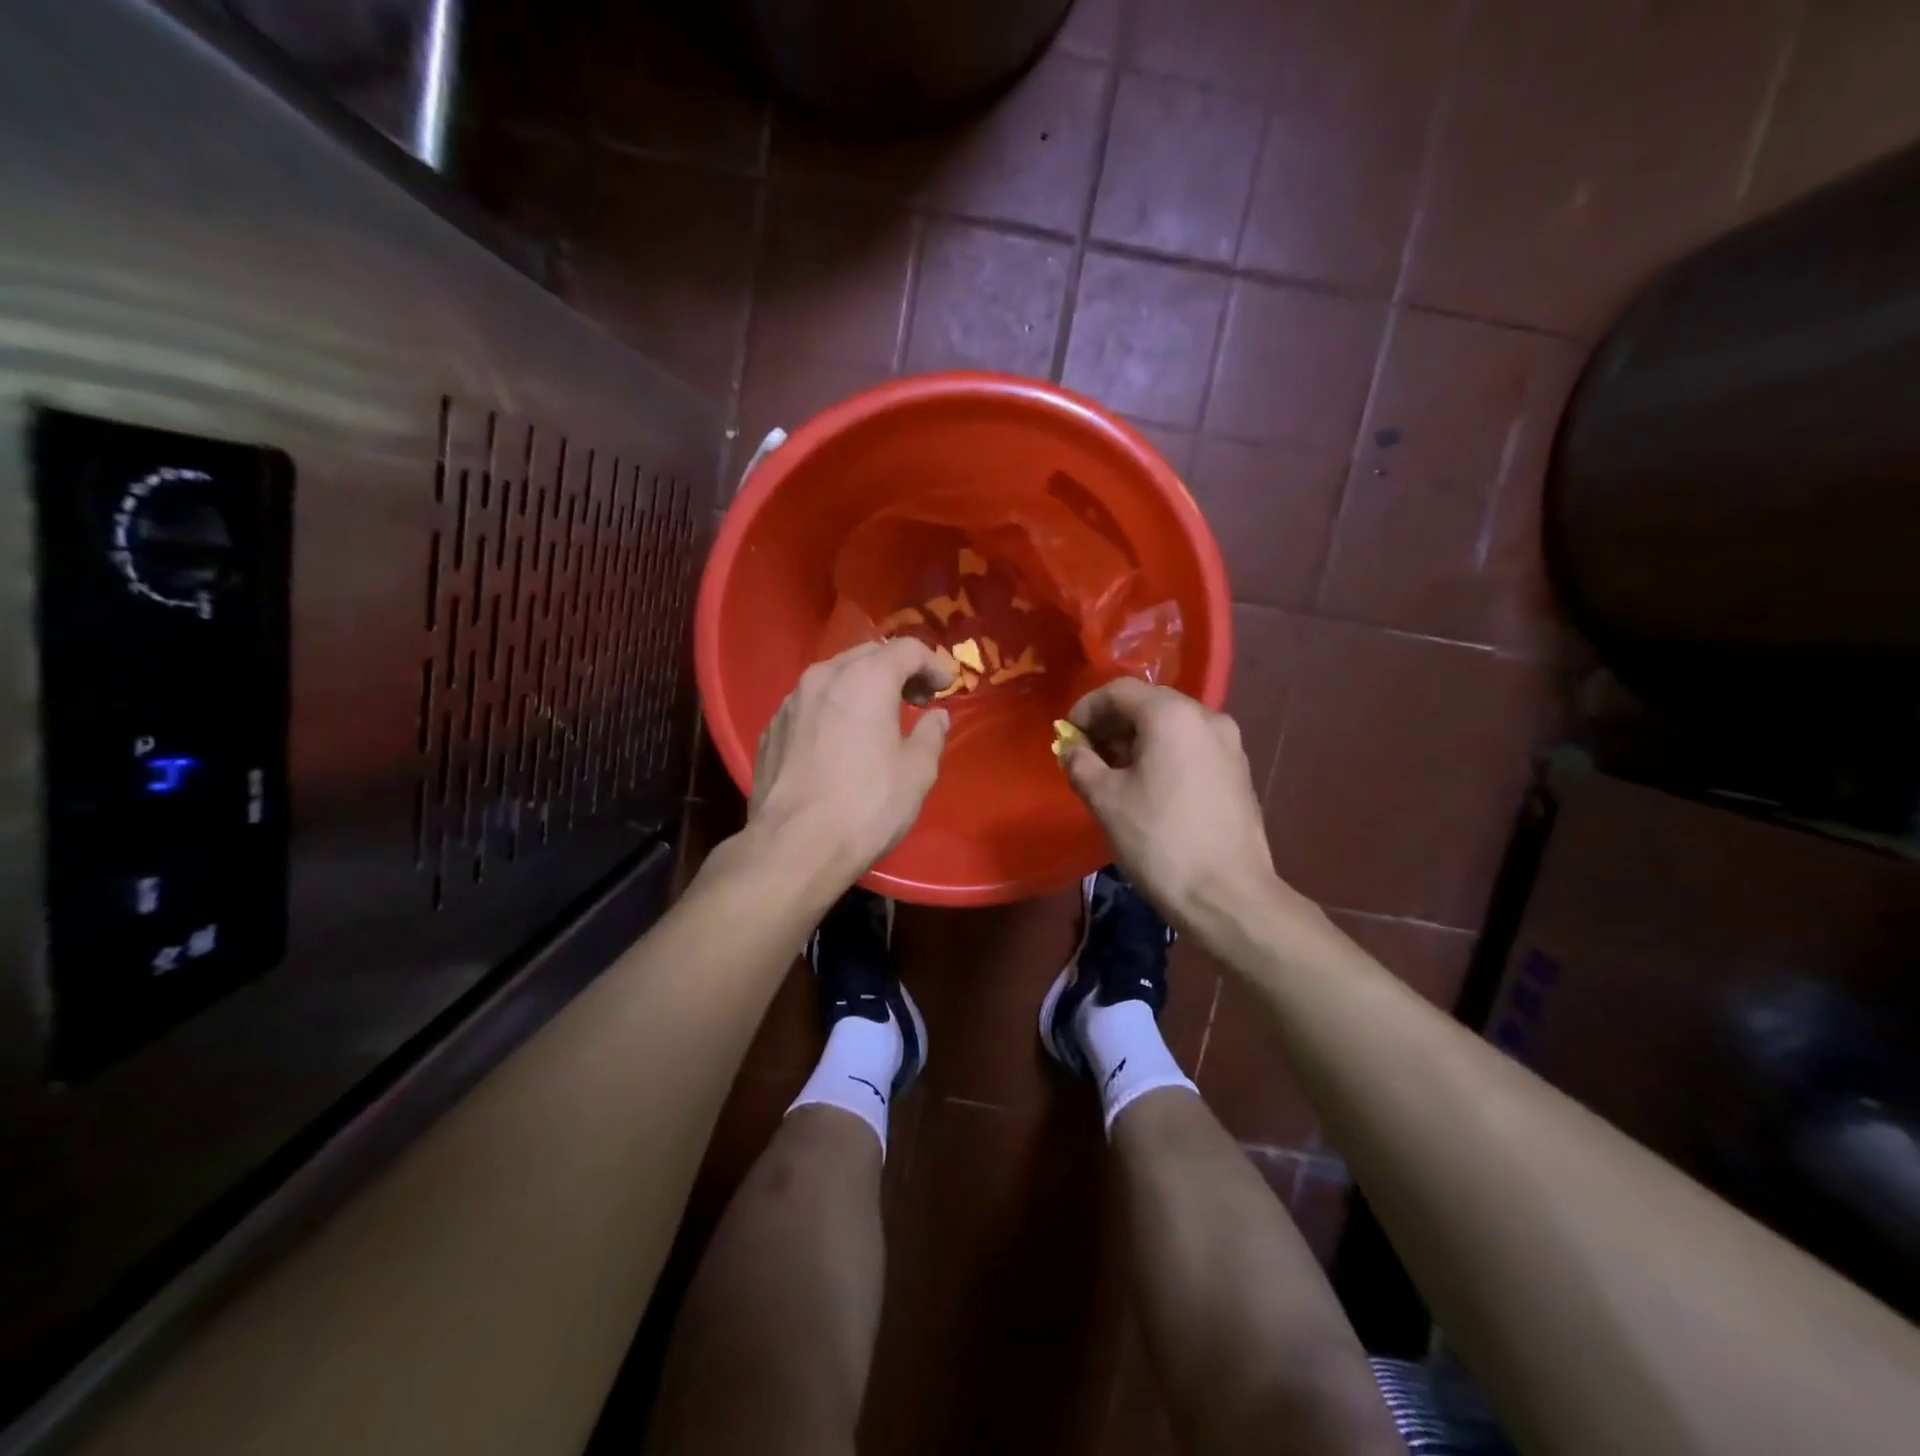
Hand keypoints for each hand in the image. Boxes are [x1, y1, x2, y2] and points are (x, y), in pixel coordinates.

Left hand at [748, 639, 954, 881]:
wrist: (794, 846)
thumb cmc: (867, 805)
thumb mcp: (917, 772)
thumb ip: (931, 734)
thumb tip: (936, 716)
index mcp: (865, 679)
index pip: (906, 649)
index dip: (932, 664)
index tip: (945, 688)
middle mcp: (823, 678)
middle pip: (868, 654)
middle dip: (897, 670)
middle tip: (917, 700)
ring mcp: (790, 702)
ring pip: (834, 676)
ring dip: (862, 687)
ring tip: (878, 719)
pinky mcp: (771, 729)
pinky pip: (809, 705)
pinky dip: (832, 709)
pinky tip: (840, 741)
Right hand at [1061, 679, 1282, 931]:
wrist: (1227, 895)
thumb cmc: (1159, 840)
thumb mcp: (1105, 799)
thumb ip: (1080, 763)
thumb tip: (1071, 748)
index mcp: (1172, 715)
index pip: (1119, 691)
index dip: (1086, 708)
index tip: (1067, 736)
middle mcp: (1207, 717)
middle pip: (1149, 704)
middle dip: (1112, 724)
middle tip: (1087, 754)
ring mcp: (1230, 745)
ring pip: (1172, 726)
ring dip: (1138, 740)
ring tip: (1114, 774)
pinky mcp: (1239, 773)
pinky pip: (1192, 748)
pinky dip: (1164, 755)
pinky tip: (1149, 788)